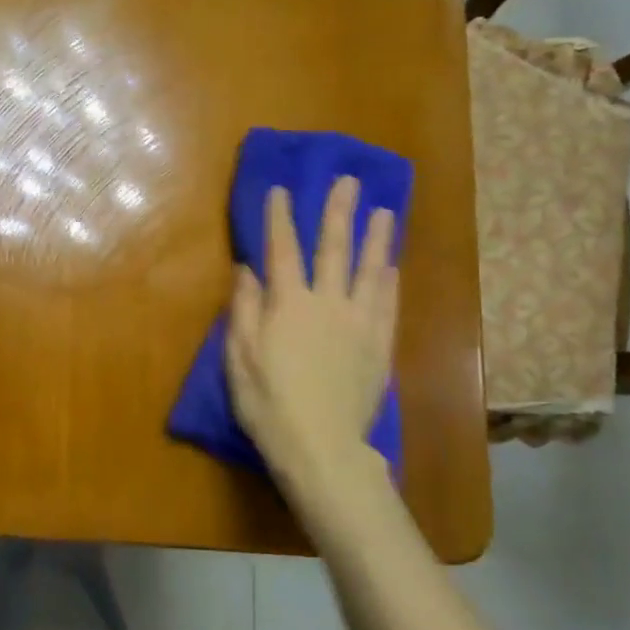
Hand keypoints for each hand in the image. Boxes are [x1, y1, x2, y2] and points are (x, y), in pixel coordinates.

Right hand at [226, 177, 398, 503]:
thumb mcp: (239, 358)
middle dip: (338, 213)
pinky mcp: (379, 347)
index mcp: (288, 304)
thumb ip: (244, 310)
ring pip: (369, 271)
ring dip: (376, 239)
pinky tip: (390, 266)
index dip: (280, 218)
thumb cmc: (268, 404)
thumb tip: (247, 270)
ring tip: (384, 212)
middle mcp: (328, 304)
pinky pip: (387, 305)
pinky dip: (389, 282)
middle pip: (334, 249)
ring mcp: (359, 324)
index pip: (283, 250)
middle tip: (349, 182)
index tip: (281, 189)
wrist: (321, 447)